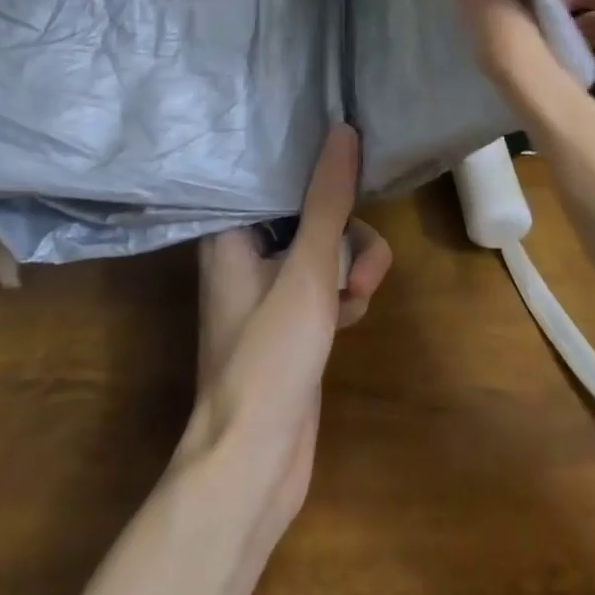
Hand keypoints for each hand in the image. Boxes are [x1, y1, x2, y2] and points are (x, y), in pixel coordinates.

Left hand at [179, 124, 392, 545]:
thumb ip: (327, 199)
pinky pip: (327, 282)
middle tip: (363, 270)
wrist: (254, 463)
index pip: (274, 174)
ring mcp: (270, 287)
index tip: (351, 152)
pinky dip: (344, 296)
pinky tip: (347, 323)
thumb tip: (342, 130)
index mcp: (231, 231)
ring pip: (327, 249)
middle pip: (311, 213)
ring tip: (357, 300)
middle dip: (347, 237)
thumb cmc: (269, 356)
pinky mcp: (291, 318)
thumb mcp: (307, 269)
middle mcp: (247, 252)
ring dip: (352, 269)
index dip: (314, 162)